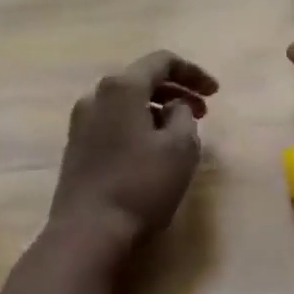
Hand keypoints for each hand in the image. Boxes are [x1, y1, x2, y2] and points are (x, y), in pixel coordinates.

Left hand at [48, 51, 216, 247]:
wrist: (87, 233)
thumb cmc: (140, 185)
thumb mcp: (180, 148)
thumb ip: (184, 115)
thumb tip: (174, 107)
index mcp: (122, 88)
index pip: (162, 61)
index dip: (193, 72)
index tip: (216, 92)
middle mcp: (96, 96)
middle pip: (142, 79)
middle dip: (177, 90)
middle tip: (204, 111)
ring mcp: (81, 122)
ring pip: (128, 102)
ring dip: (158, 109)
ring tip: (182, 131)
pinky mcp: (77, 146)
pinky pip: (115, 121)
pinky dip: (139, 124)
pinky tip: (154, 148)